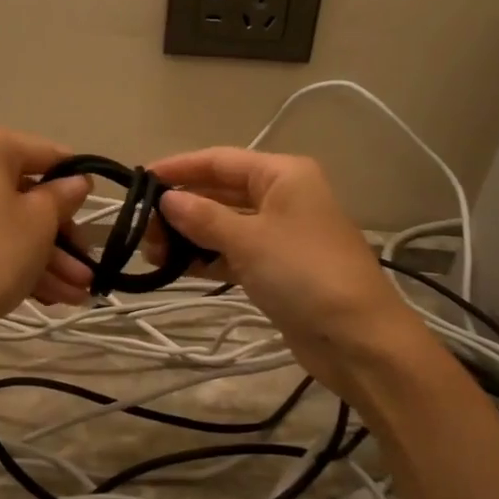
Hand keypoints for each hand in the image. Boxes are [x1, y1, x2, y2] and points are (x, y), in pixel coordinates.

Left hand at [0, 120, 92, 343]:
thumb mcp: (40, 222)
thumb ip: (64, 195)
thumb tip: (76, 181)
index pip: (45, 153)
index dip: (76, 182)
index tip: (96, 208)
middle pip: (23, 191)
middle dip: (60, 234)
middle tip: (86, 265)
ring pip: (5, 219)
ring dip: (45, 255)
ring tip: (78, 293)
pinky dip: (14, 257)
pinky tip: (51, 295)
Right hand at [148, 147, 429, 398]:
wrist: (358, 338)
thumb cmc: (304, 273)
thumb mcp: (249, 239)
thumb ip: (203, 217)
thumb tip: (167, 199)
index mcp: (283, 175)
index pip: (220, 160)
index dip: (179, 168)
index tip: (140, 180)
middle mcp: (282, 197)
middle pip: (220, 193)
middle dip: (181, 209)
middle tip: (144, 231)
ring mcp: (279, 235)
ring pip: (223, 225)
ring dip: (189, 236)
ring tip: (154, 254)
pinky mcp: (275, 269)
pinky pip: (232, 253)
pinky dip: (206, 258)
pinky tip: (176, 268)